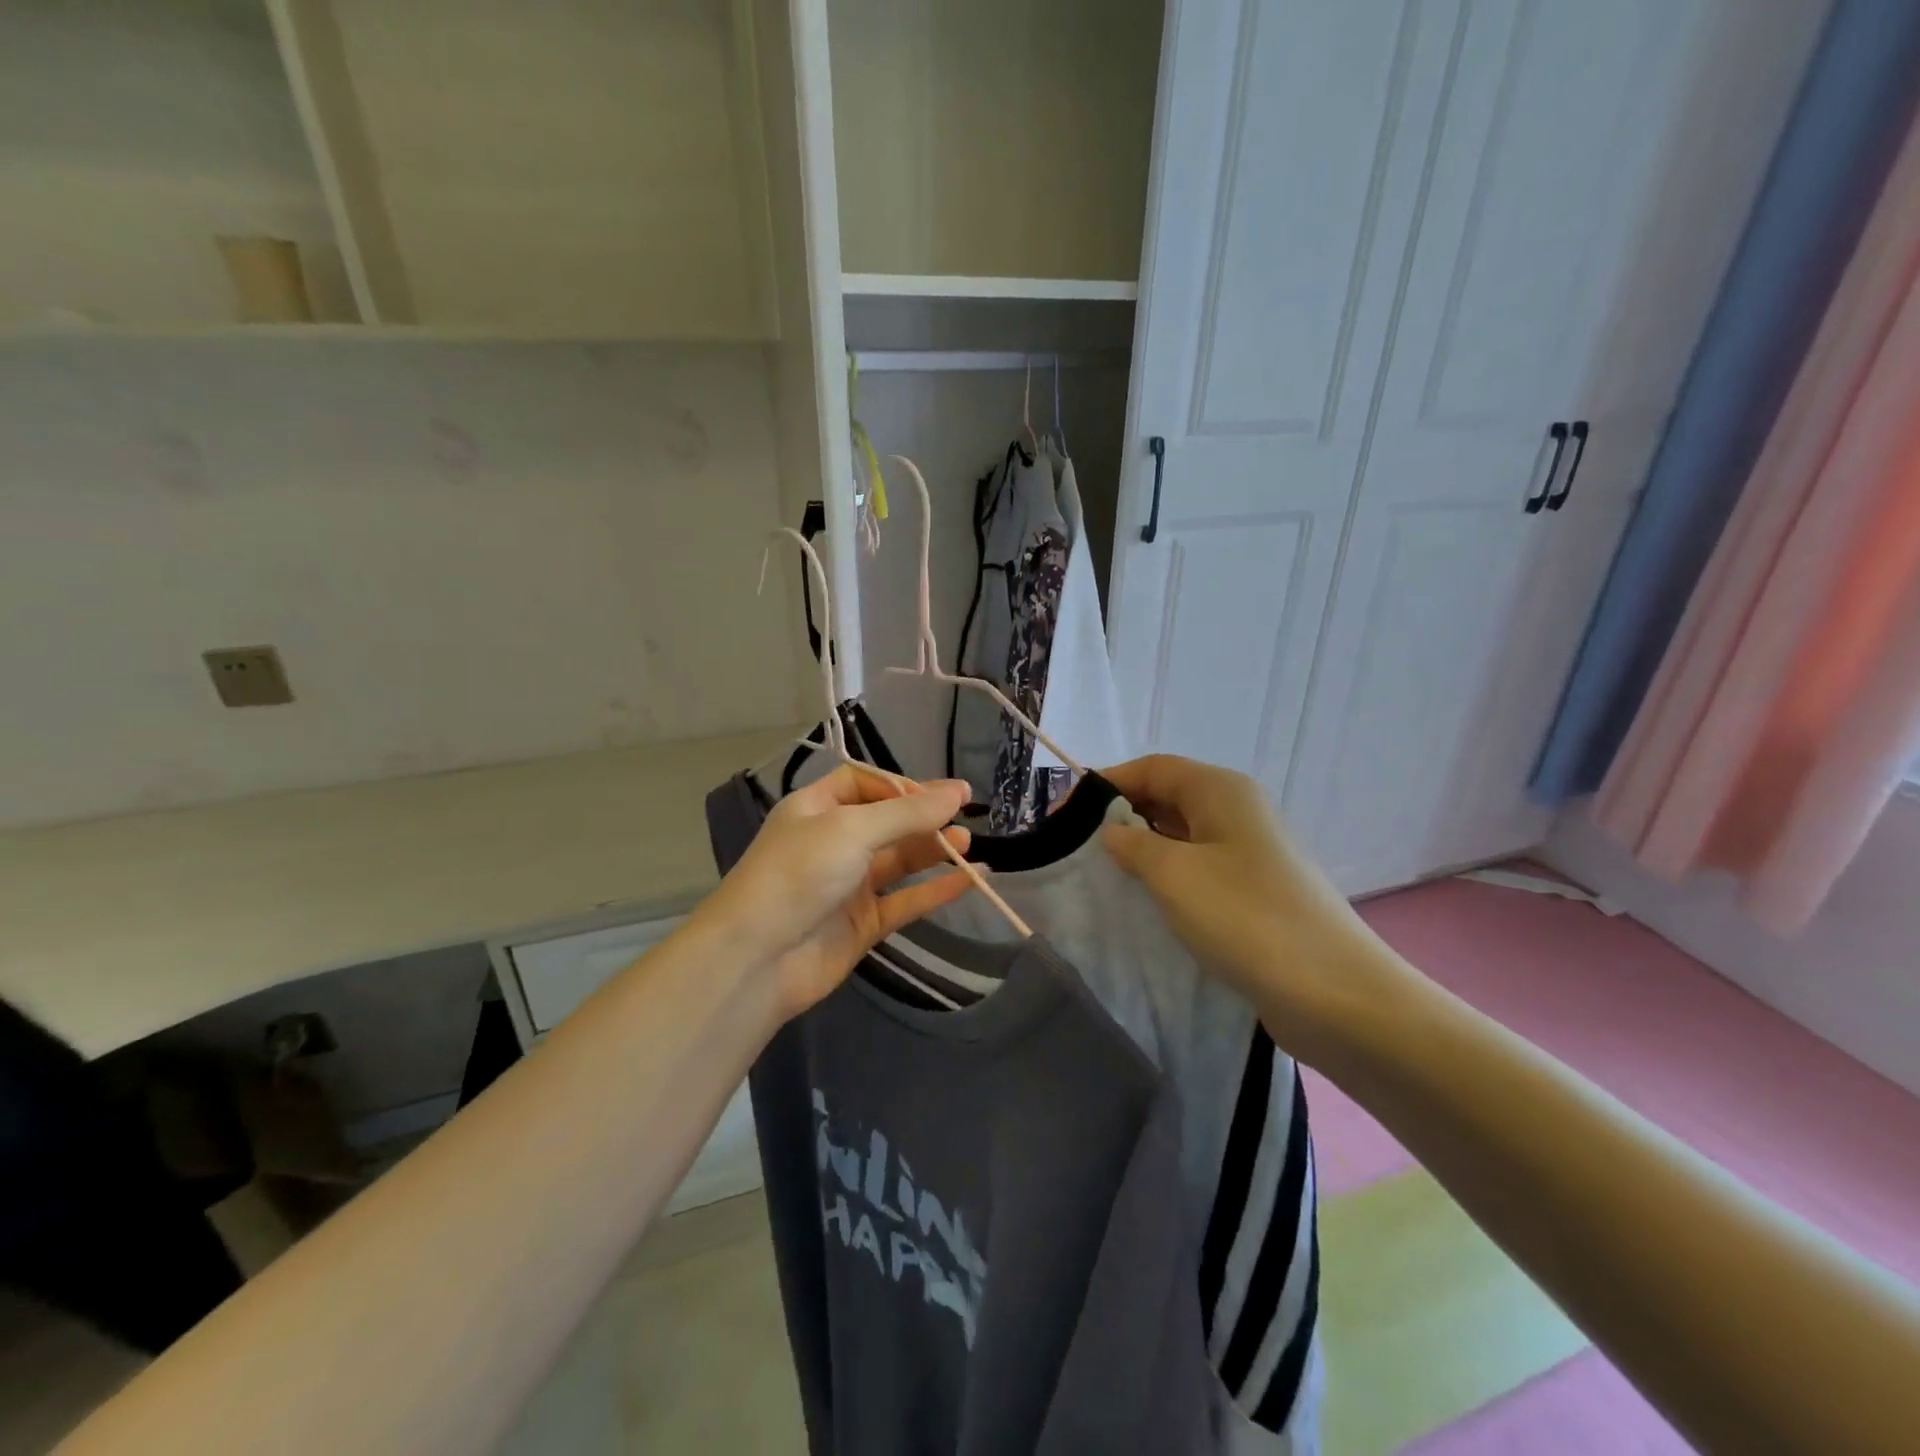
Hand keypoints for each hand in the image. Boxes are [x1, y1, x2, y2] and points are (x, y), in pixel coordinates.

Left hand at [693, 766, 972, 1019]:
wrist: (758, 959)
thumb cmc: (800, 874)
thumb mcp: (853, 829)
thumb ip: (909, 813)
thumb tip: (959, 790)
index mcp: (816, 808)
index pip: (863, 783)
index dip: (900, 785)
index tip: (938, 794)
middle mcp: (832, 842)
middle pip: (886, 821)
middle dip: (923, 817)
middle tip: (966, 815)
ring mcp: (847, 885)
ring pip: (898, 861)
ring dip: (933, 850)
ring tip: (968, 843)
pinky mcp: (862, 924)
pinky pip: (905, 900)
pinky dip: (936, 890)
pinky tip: (969, 880)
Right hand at [1101, 755, 1412, 1060]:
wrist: (1335, 994)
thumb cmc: (1246, 918)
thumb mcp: (1174, 874)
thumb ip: (1133, 845)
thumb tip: (1114, 831)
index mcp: (1221, 791)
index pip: (1151, 768)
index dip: (1105, 784)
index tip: (1062, 816)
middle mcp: (1238, 811)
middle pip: (1167, 798)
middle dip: (1120, 818)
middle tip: (1077, 850)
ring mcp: (1250, 854)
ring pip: (1182, 837)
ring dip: (1142, 852)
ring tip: (1102, 878)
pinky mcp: (1255, 893)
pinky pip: (1199, 870)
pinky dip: (1167, 879)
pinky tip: (1145, 903)